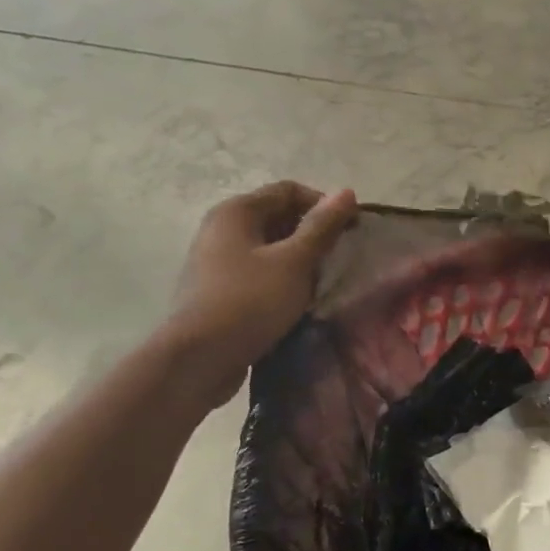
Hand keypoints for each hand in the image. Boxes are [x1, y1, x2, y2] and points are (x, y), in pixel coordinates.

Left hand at [166, 182, 358, 381]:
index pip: (289, 191)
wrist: (198, 359)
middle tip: (339, 257)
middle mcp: (220, 228)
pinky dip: (280, 280)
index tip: (351, 230)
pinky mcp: (217, 291)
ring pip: (268, 248)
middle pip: (277, 217)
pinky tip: (297, 301)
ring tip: (323, 281)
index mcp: (236, 211)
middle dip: (312, 233)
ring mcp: (215, 261)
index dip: (324, 205)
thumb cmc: (250, 301)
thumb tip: (347, 192)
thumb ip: (322, 227)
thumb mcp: (295, 261)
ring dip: (298, 260)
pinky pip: (257, 274)